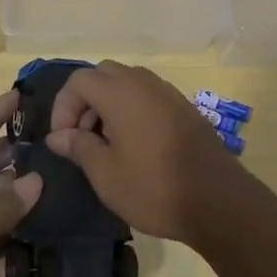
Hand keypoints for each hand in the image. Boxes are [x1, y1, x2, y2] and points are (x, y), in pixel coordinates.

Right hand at [45, 62, 269, 249]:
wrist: (218, 202)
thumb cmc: (154, 189)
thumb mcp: (106, 174)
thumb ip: (79, 147)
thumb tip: (58, 136)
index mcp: (121, 94)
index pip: (79, 81)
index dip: (63, 107)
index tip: (63, 140)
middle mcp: (145, 84)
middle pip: (103, 75)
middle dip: (85, 101)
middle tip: (83, 137)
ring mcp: (169, 94)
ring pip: (128, 83)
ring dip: (109, 105)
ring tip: (107, 144)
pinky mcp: (185, 109)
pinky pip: (148, 96)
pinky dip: (132, 109)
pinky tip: (134, 145)